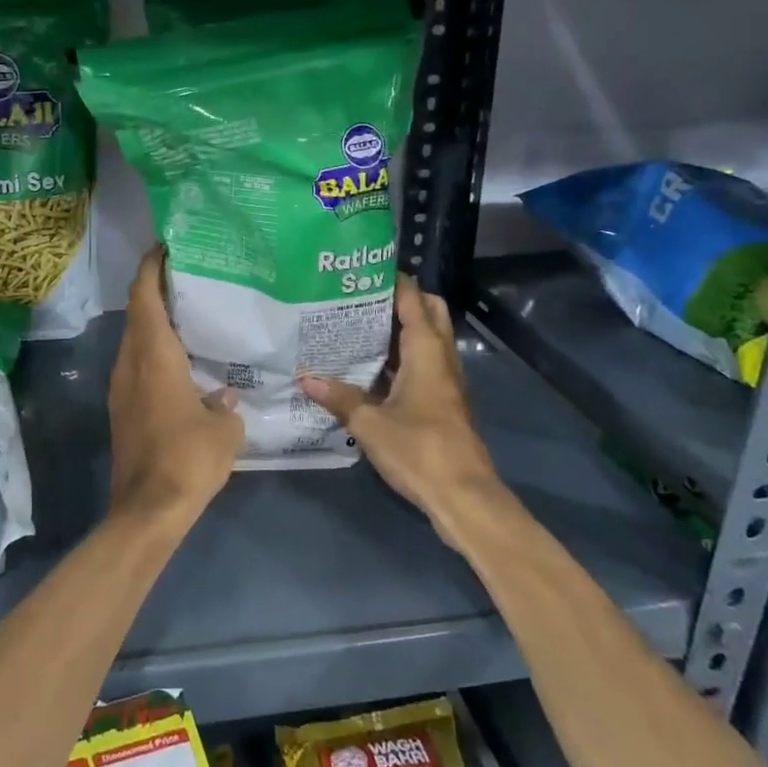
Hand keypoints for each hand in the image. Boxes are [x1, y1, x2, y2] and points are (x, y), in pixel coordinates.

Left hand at [107, 247, 242, 526]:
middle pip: (137, 313)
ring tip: (191, 315)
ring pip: (136, 341)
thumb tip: (222, 395)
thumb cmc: (188, 459)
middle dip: (157, 290)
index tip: (166, 246)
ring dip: (156, 322)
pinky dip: (156, 351)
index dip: (152, 267)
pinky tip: (185, 362)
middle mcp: (131, 364)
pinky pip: (138, 366)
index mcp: (153, 356)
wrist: (147, 510)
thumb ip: (225, 403)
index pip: (144, 296)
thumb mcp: (224, 430)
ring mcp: (122, 388)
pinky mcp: (123, 410)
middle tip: (190, 277)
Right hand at [300, 274, 514, 548]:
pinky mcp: (442, 401)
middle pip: (428, 312)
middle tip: (360, 298)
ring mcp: (445, 380)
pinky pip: (422, 363)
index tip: (361, 270)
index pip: (412, 299)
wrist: (463, 496)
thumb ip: (338, 397)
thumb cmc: (419, 449)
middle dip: (401, 299)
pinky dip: (401, 356)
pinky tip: (370, 366)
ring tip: (358, 325)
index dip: (392, 280)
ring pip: (427, 338)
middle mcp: (440, 357)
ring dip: (400, 328)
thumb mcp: (369, 423)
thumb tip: (304, 377)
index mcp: (426, 351)